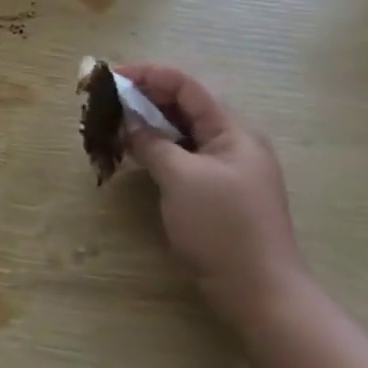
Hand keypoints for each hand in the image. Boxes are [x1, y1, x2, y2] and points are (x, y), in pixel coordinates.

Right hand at [115, 64, 308, 329]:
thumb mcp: (181, 178)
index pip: (186, 86)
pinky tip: (134, 155)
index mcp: (232, 131)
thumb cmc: (222, 227)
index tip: (111, 77)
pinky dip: (157, 149)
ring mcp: (226, 169)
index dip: (148, 75)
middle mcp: (232, 143)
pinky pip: (183, 157)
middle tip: (106, 102)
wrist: (260, 292)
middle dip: (145, 98)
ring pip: (181, 133)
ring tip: (113, 125)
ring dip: (148, 125)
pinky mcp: (217, 193)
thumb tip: (129, 123)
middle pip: (184, 106)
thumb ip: (152, 143)